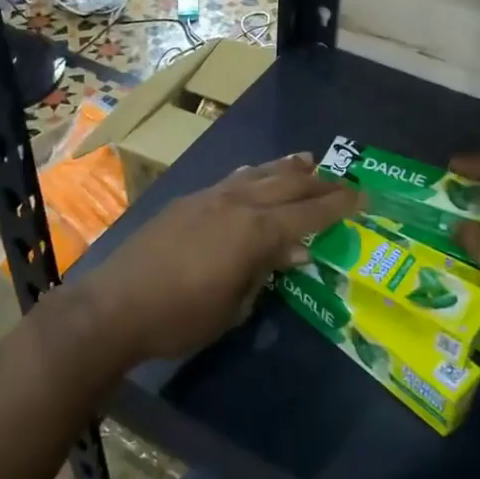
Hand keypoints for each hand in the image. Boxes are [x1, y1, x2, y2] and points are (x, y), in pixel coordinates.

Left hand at [77, 154, 360, 365]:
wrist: (115, 306)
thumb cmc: (181, 317)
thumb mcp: (235, 305)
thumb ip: (265, 271)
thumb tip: (291, 252)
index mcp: (256, 231)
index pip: (308, 214)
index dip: (338, 206)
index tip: (363, 197)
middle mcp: (238, 204)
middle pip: (288, 186)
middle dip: (319, 184)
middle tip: (345, 180)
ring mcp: (210, 197)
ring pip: (259, 174)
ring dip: (286, 168)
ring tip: (308, 161)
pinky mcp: (188, 201)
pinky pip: (232, 179)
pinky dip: (253, 174)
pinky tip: (256, 173)